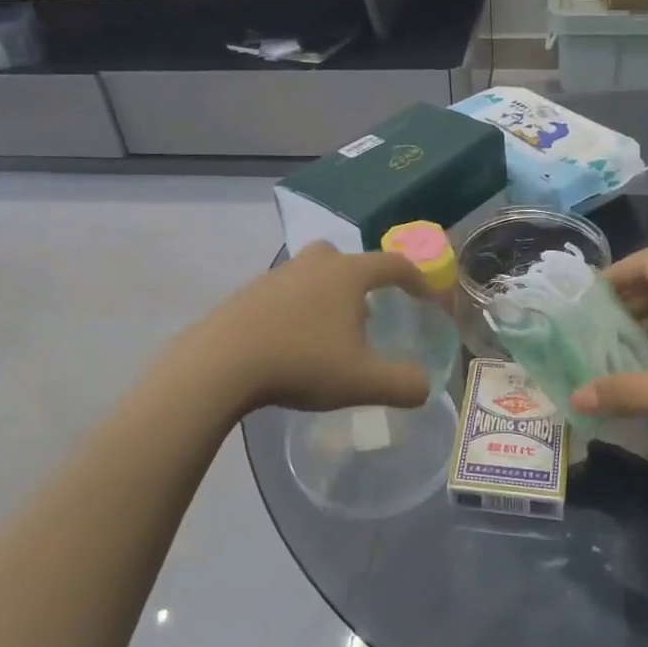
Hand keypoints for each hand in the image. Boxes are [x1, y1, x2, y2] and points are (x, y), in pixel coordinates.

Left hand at [188, 243, 434, 413]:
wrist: (220, 363)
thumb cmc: (301, 363)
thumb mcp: (362, 382)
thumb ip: (403, 384)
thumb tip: (425, 386)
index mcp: (347, 274)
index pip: (394, 264)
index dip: (417, 280)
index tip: (427, 300)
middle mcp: (314, 264)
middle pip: (349, 260)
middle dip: (366, 282)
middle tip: (370, 314)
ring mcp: (277, 275)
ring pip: (315, 275)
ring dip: (330, 296)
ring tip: (331, 335)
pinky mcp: (249, 293)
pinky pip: (287, 292)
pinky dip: (300, 309)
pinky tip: (294, 342)